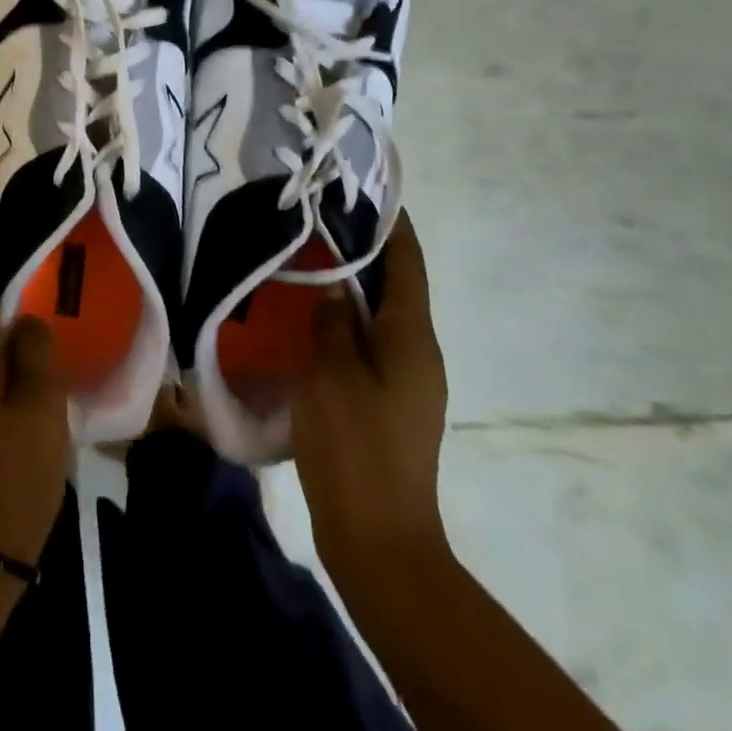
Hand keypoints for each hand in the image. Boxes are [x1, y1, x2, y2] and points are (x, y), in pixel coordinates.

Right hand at [292, 212, 449, 567]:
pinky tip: (313, 320)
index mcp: (412, 339)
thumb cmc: (356, 448)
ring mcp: (408, 382)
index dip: (393, 226)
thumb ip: (333, 323)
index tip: (369, 191)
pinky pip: (370, 344)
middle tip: (323, 221)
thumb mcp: (332, 375)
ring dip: (354, 286)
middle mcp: (419, 353)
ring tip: (312, 261)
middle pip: (397, 287)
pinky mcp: (390, 404)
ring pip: (382, 317)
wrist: (379, 539)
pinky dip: (348, 321)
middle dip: (368, 251)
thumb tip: (336, 289)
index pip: (407, 265)